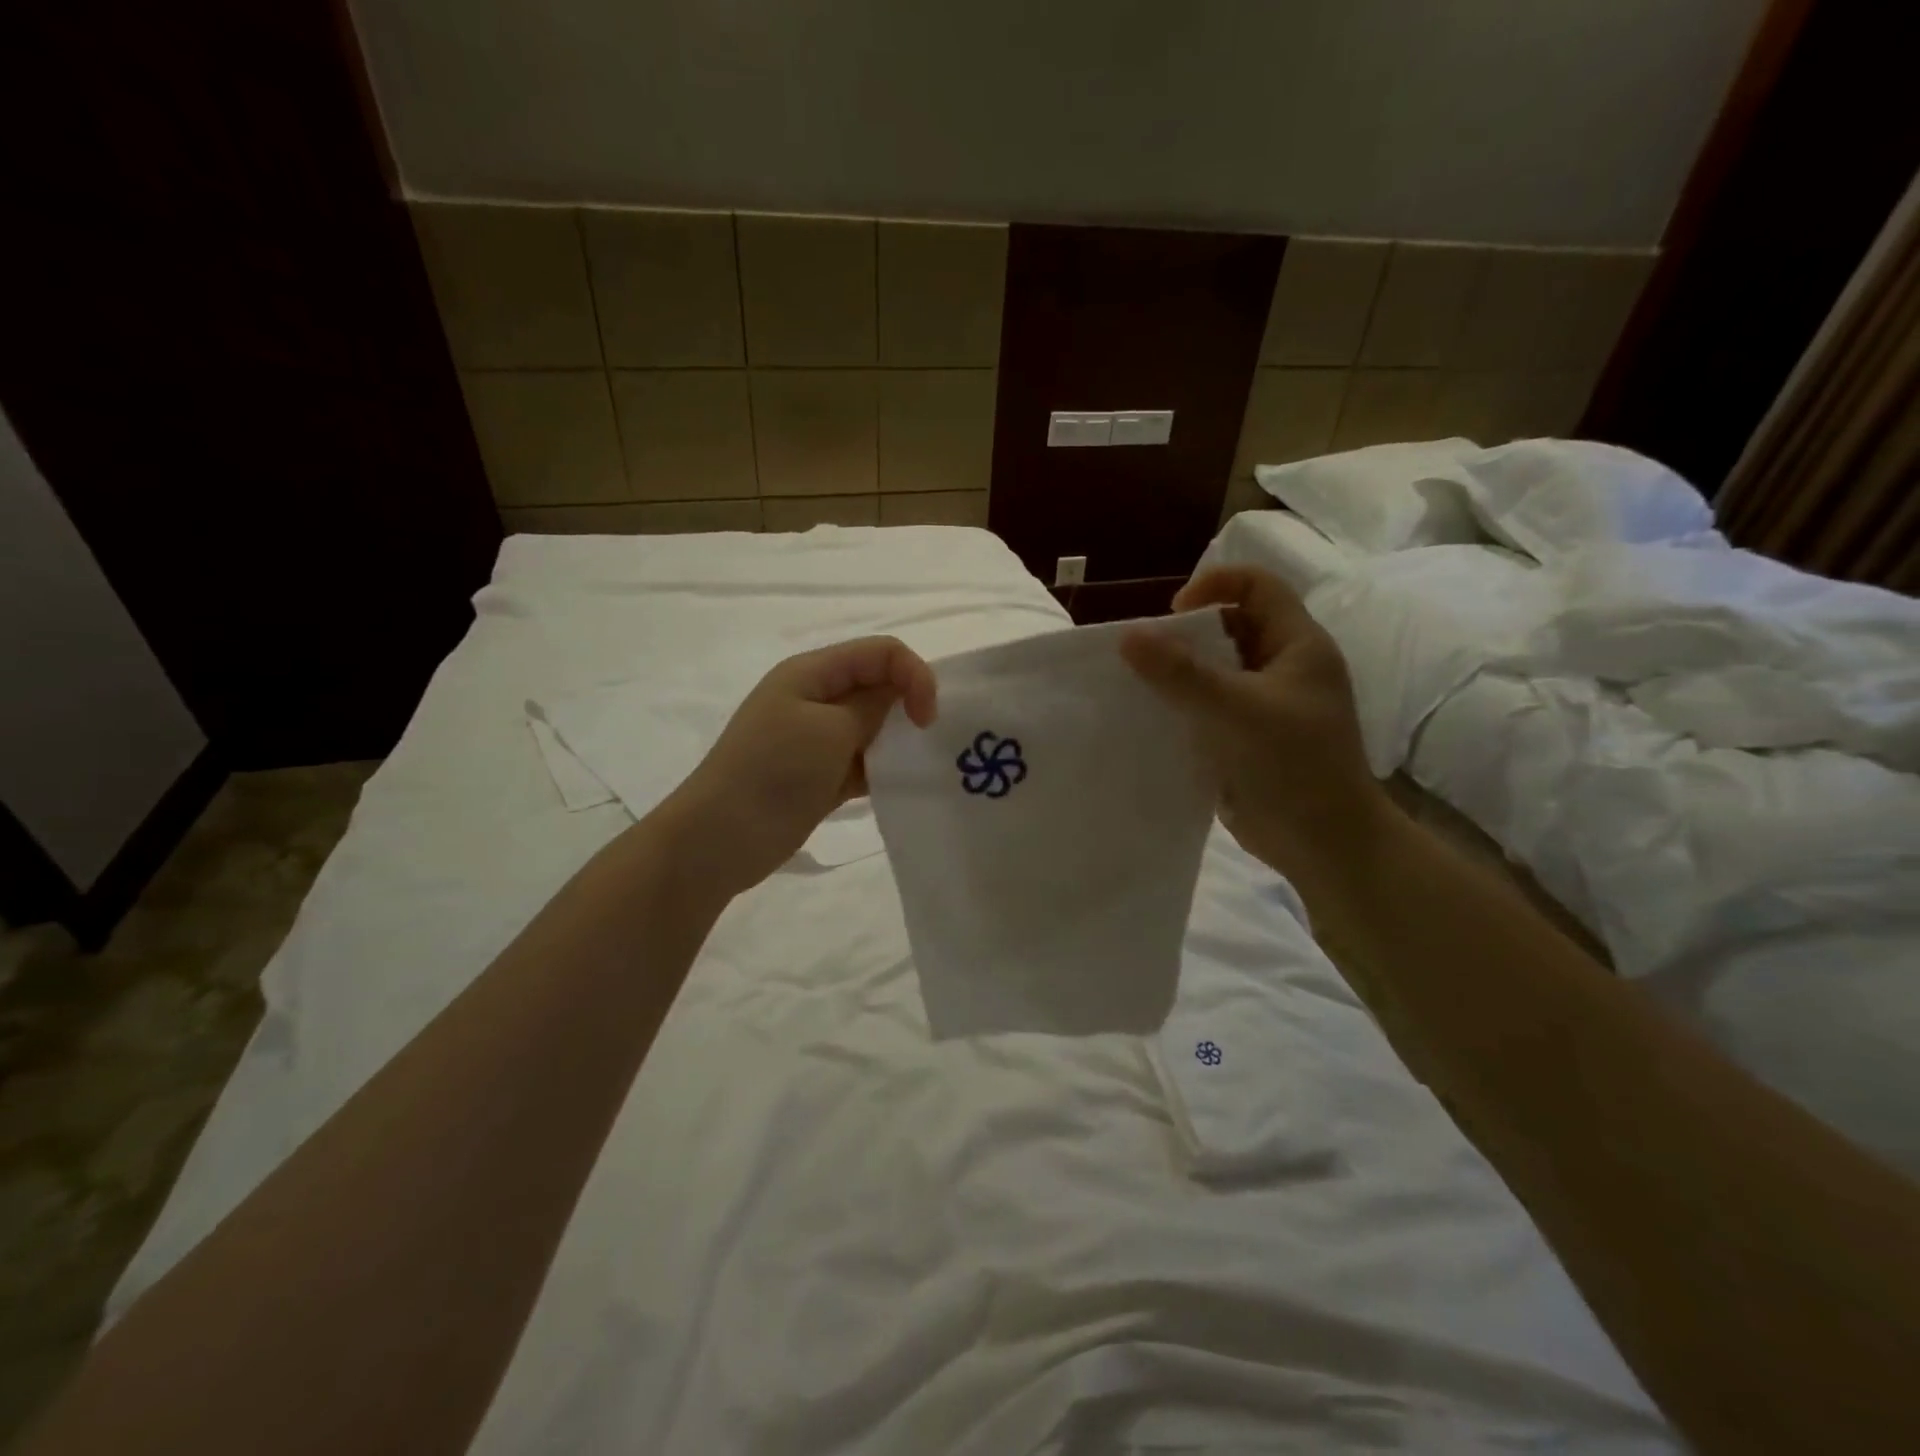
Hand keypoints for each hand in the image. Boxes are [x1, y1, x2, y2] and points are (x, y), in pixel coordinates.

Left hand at [659, 637, 937, 897]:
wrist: (720, 839)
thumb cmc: (774, 773)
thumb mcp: (830, 731)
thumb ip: (872, 706)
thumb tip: (899, 695)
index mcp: (813, 672)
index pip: (881, 653)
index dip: (914, 675)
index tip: (927, 719)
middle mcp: (816, 697)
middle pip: (878, 685)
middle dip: (909, 705)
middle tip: (927, 741)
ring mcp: (816, 738)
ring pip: (873, 725)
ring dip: (898, 740)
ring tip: (918, 766)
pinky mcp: (821, 775)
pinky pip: (863, 761)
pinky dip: (884, 769)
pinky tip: (900, 786)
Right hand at [1121, 567, 1391, 892]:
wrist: (1323, 843)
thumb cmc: (1293, 765)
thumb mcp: (1237, 710)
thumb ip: (1181, 673)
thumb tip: (1127, 636)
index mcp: (1297, 645)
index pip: (1257, 586)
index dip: (1214, 585)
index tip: (1172, 614)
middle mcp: (1281, 668)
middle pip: (1229, 627)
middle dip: (1185, 635)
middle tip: (1144, 656)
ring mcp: (1263, 705)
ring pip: (1214, 671)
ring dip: (1177, 674)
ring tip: (1138, 686)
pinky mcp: (1244, 737)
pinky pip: (1206, 708)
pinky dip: (1180, 707)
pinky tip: (1150, 718)